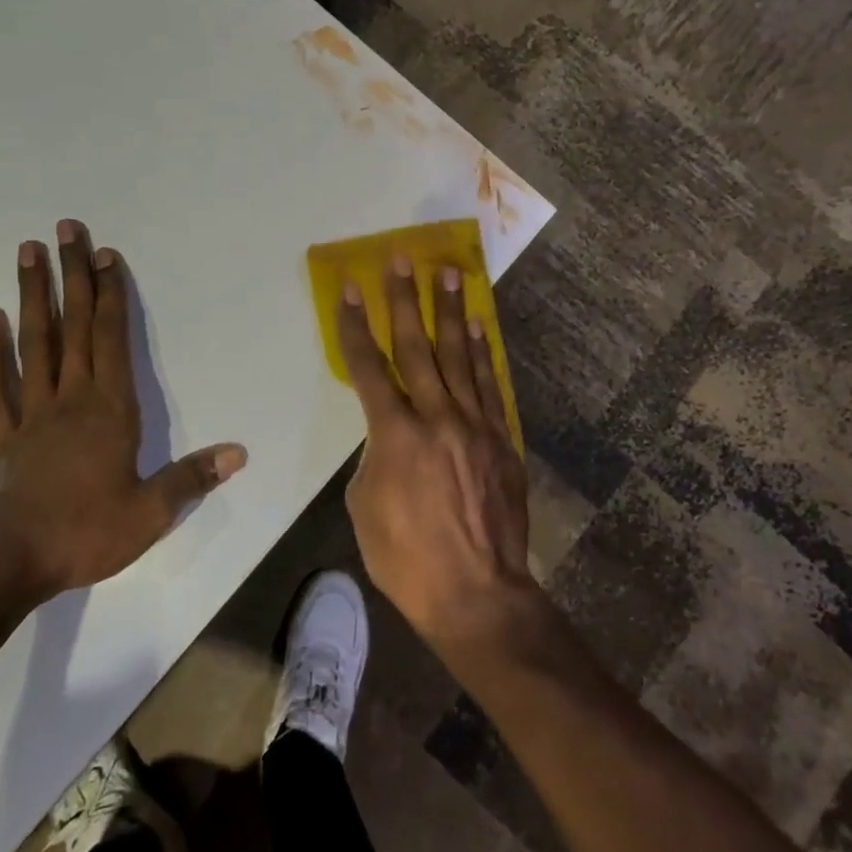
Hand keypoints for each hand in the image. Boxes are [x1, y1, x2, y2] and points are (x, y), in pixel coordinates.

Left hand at [0, 220, 246, 602]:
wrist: (9, 564)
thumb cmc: (86, 533)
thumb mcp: (151, 513)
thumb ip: (192, 477)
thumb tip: (240, 453)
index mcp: (109, 409)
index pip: (111, 338)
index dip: (110, 294)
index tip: (106, 254)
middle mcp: (70, 398)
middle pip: (72, 326)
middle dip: (71, 275)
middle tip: (64, 229)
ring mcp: (31, 413)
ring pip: (33, 342)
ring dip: (32, 295)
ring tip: (27, 252)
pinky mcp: (3, 435)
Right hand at [337, 255, 538, 650]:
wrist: (478, 593)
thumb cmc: (407, 559)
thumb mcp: (365, 508)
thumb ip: (374, 459)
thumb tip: (388, 438)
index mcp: (395, 434)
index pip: (368, 367)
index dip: (355, 325)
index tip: (349, 287)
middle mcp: (436, 417)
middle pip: (417, 346)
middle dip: (405, 299)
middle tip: (402, 259)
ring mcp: (474, 425)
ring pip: (459, 356)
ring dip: (450, 312)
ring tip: (448, 273)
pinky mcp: (501, 439)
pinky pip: (489, 385)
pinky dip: (482, 352)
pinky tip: (478, 326)